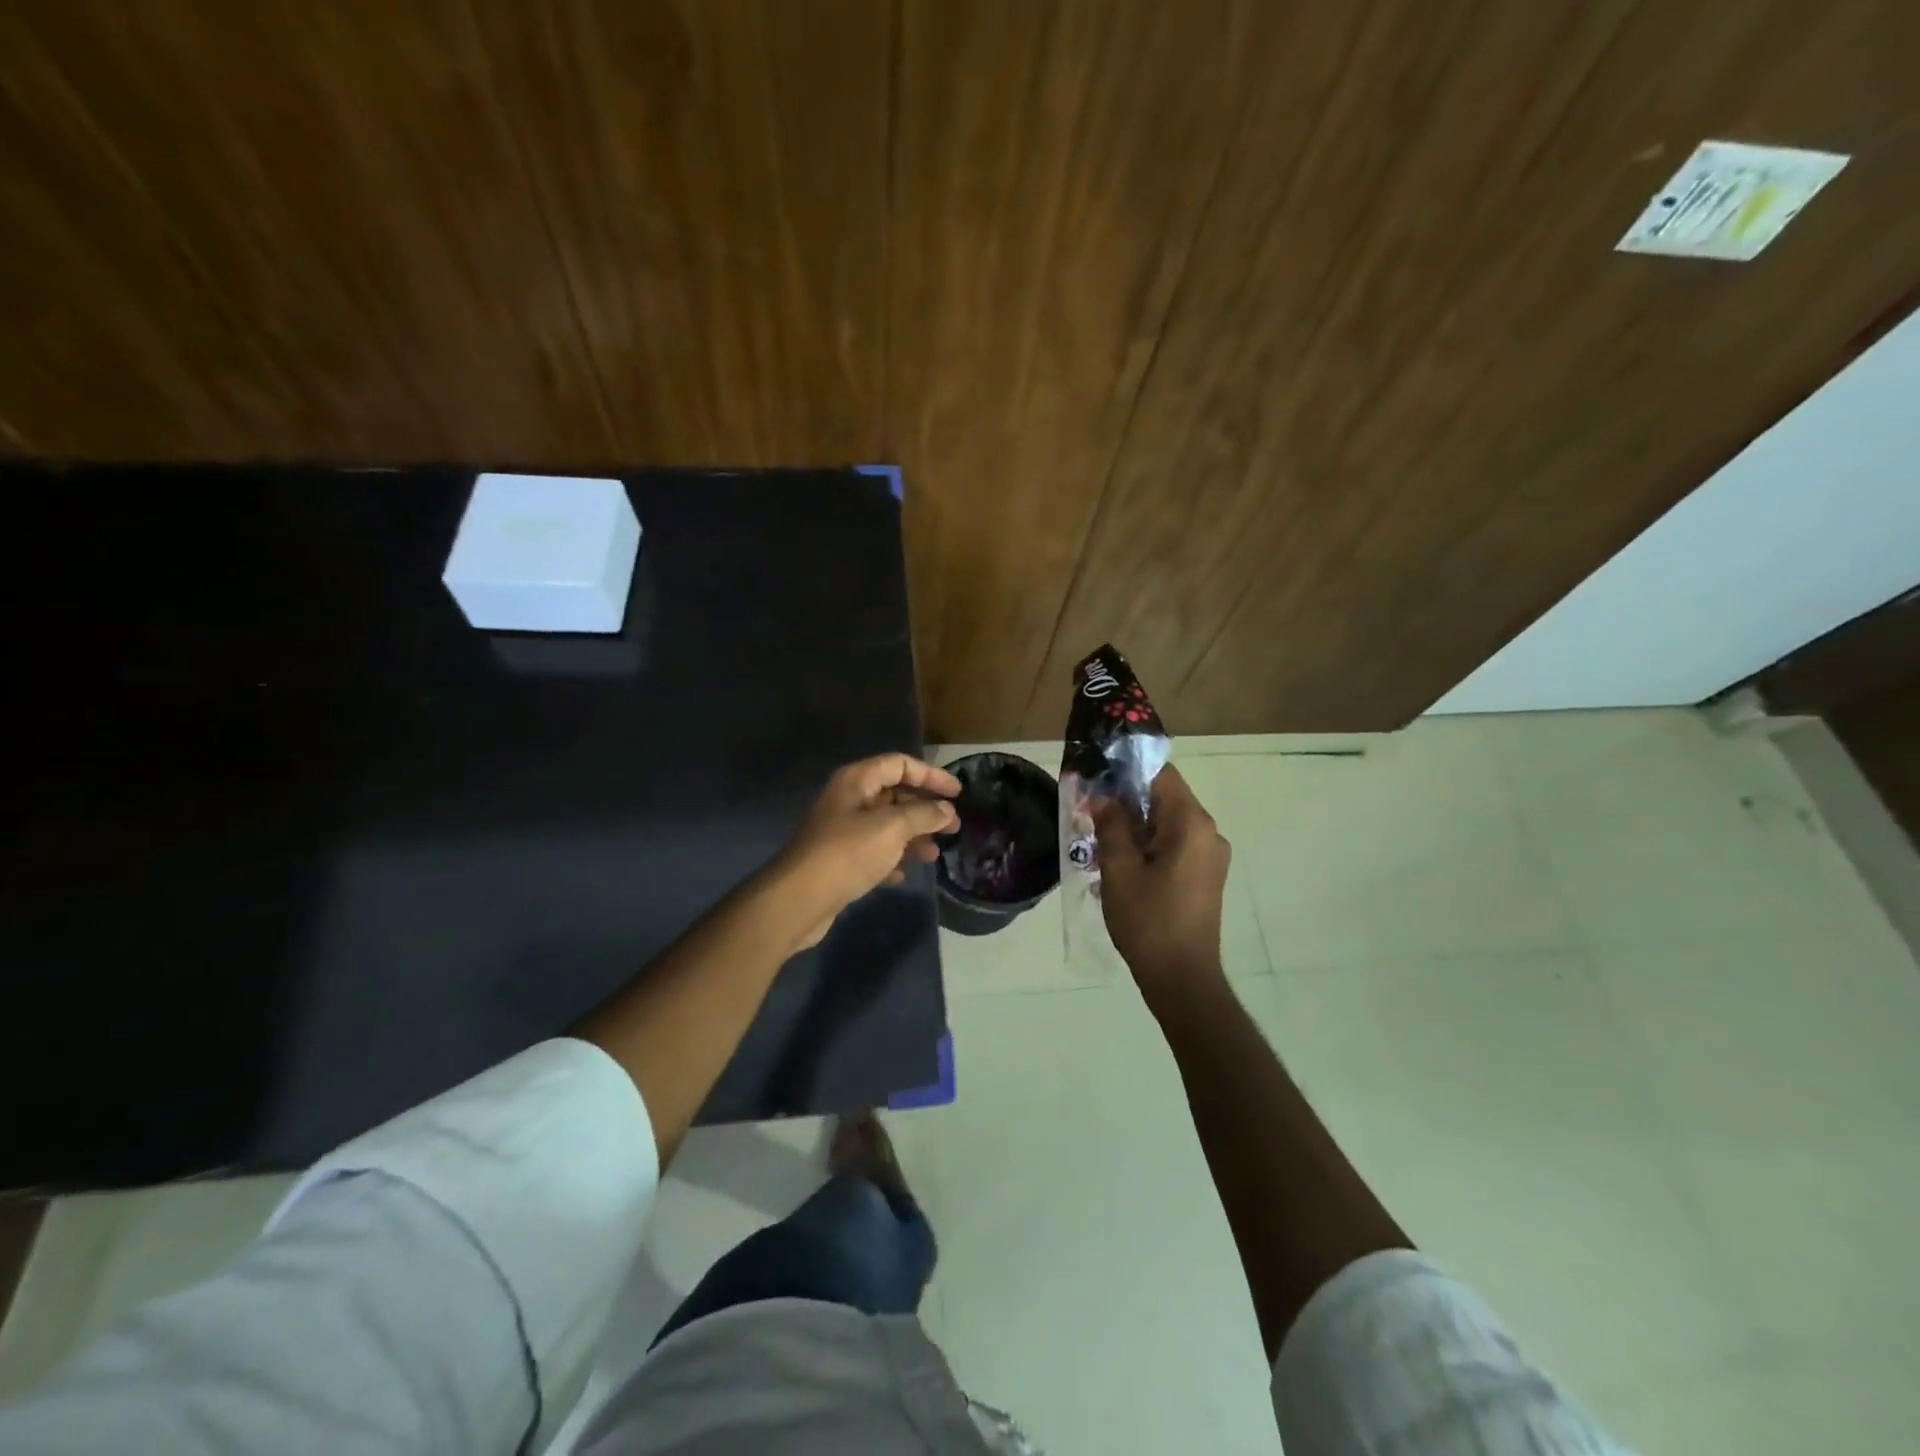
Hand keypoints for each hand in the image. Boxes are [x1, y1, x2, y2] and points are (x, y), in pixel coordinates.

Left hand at [774, 754, 960, 950]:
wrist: (799, 898)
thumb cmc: (848, 853)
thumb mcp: (892, 828)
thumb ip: (923, 815)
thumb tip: (946, 810)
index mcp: (857, 781)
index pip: (900, 764)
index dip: (930, 775)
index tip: (957, 793)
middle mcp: (848, 800)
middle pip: (894, 794)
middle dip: (925, 809)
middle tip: (953, 827)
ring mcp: (842, 831)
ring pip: (886, 825)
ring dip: (912, 837)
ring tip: (934, 854)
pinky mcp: (839, 860)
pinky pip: (873, 852)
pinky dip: (891, 859)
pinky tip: (903, 874)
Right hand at [1090, 764, 1231, 1005]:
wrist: (1183, 978)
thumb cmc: (1148, 921)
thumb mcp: (1119, 869)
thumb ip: (1111, 825)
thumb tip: (1103, 796)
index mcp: (1191, 824)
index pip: (1161, 774)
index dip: (1126, 771)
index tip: (1096, 779)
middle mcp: (1208, 832)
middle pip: (1165, 798)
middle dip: (1126, 801)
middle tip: (1089, 813)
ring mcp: (1211, 855)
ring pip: (1168, 823)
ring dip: (1135, 826)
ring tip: (1100, 842)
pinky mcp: (1206, 876)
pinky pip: (1176, 845)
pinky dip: (1150, 845)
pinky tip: (1122, 865)